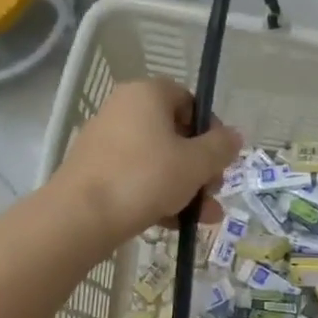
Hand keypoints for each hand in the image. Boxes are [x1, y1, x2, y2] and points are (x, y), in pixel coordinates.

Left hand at [55, 79, 241, 245]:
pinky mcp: (96, 172)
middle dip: (200, 167)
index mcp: (147, 94)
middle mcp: (123, 109)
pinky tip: (176, 224)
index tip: (222, 159)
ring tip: (205, 218)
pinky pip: (137, 178)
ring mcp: (106, 141)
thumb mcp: (195, 163)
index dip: (211, 130)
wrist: (82, 215)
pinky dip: (158, 196)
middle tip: (214, 192)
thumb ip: (220, 147)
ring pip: (158, 161)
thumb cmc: (146, 177)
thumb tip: (234, 136)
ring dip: (185, 188)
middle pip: (175, 134)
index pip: (189, 101)